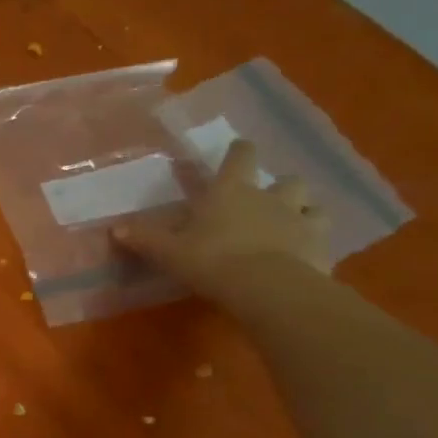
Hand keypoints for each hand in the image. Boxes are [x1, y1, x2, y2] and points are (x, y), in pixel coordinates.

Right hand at [113, 139, 330, 300]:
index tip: (239, 149)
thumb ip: (144, 238)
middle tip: (268, 199)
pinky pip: (324, 238)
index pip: (240, 156)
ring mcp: (302, 221)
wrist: (267, 288)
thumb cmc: (211, 259)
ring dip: (305, 210)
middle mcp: (270, 198)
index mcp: (231, 190)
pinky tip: (306, 254)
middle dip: (279, 186)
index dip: (239, 151)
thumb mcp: (169, 251)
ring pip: (313, 205)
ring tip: (294, 223)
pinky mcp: (322, 248)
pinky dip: (315, 242)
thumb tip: (114, 229)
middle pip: (286, 180)